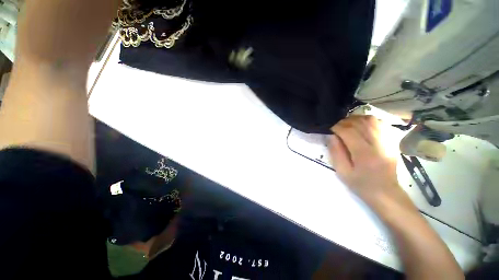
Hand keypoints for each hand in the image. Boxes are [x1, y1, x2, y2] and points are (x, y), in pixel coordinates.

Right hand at [328, 116, 414, 212]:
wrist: (385, 192)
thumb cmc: (361, 184)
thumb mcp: (343, 171)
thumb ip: (336, 152)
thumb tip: (331, 136)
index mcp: (364, 154)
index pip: (349, 132)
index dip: (337, 127)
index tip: (330, 129)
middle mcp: (378, 144)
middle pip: (360, 123)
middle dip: (345, 122)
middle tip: (337, 127)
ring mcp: (388, 141)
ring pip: (371, 120)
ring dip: (356, 119)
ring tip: (347, 124)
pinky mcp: (392, 141)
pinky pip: (381, 123)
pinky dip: (369, 120)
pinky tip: (361, 125)